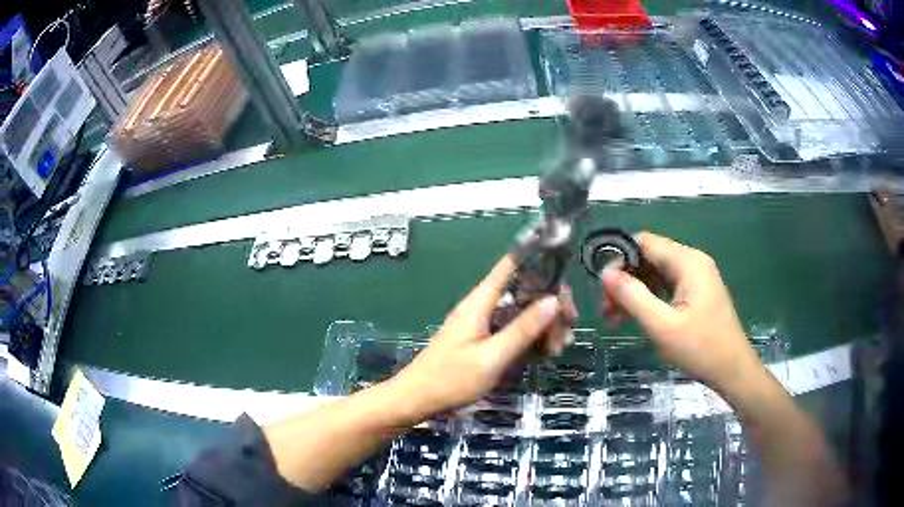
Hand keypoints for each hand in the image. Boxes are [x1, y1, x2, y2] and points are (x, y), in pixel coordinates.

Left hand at [391, 255, 576, 420]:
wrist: (418, 400)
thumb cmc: (451, 379)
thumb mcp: (492, 357)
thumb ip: (523, 329)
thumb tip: (553, 300)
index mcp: (480, 302)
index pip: (510, 265)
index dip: (537, 258)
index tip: (564, 268)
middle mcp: (484, 307)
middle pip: (524, 292)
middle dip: (550, 305)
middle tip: (568, 326)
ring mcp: (486, 325)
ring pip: (523, 314)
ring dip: (545, 326)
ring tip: (559, 347)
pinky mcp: (487, 341)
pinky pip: (516, 332)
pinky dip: (533, 339)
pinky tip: (548, 352)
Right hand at [601, 232, 764, 394]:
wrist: (732, 370)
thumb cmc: (700, 348)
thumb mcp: (662, 326)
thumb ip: (633, 297)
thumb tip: (605, 273)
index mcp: (687, 262)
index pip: (644, 243)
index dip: (619, 258)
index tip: (602, 286)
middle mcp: (692, 262)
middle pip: (649, 258)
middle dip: (625, 280)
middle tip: (606, 309)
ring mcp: (696, 278)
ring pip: (656, 274)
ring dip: (635, 292)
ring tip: (614, 318)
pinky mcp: (697, 293)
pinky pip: (666, 287)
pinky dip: (649, 299)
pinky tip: (636, 317)